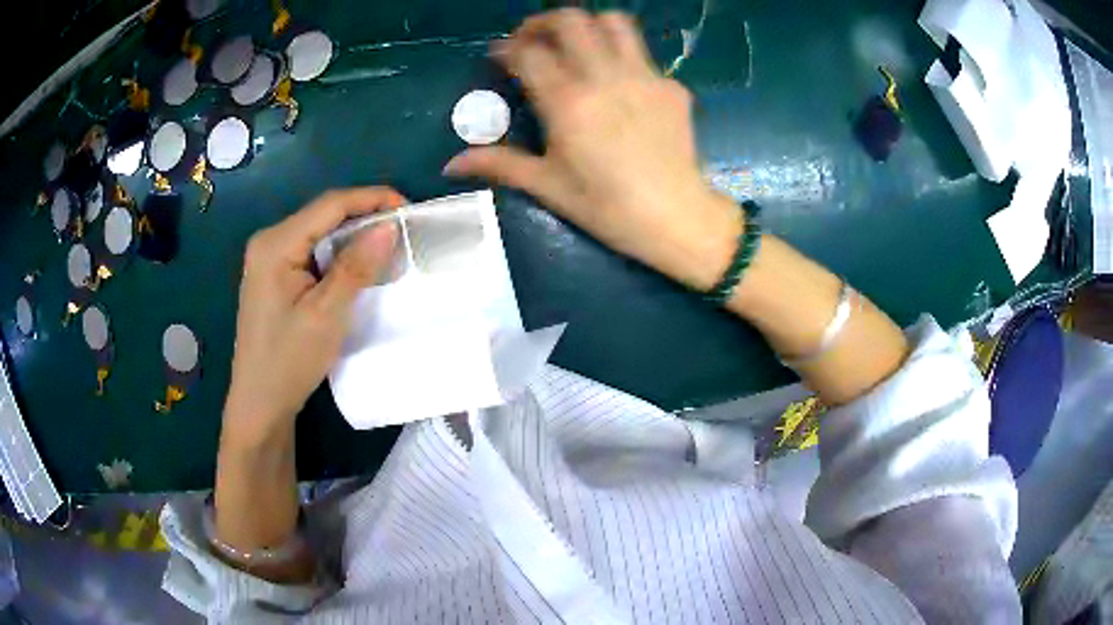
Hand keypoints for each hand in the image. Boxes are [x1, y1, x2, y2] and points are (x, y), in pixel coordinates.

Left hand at [223, 187, 403, 445]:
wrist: (260, 404)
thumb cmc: (289, 361)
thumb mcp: (326, 314)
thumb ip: (356, 267)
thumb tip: (390, 225)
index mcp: (275, 244)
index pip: (330, 204)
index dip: (372, 199)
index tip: (408, 210)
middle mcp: (269, 241)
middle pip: (323, 215)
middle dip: (364, 217)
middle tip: (403, 232)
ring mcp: (269, 259)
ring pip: (319, 233)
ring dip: (353, 237)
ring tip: (388, 248)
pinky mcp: (275, 276)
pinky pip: (312, 252)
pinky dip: (338, 255)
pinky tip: (358, 267)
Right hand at [444, 9, 740, 289]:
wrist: (677, 218)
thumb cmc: (608, 207)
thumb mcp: (548, 186)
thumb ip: (500, 164)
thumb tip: (451, 166)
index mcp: (568, 103)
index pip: (529, 53)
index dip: (507, 49)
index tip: (500, 56)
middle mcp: (605, 78)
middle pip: (571, 21)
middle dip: (543, 22)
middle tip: (532, 40)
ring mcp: (643, 77)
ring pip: (614, 22)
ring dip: (588, 25)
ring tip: (575, 44)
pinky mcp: (671, 86)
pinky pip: (642, 54)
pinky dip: (620, 55)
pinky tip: (615, 82)